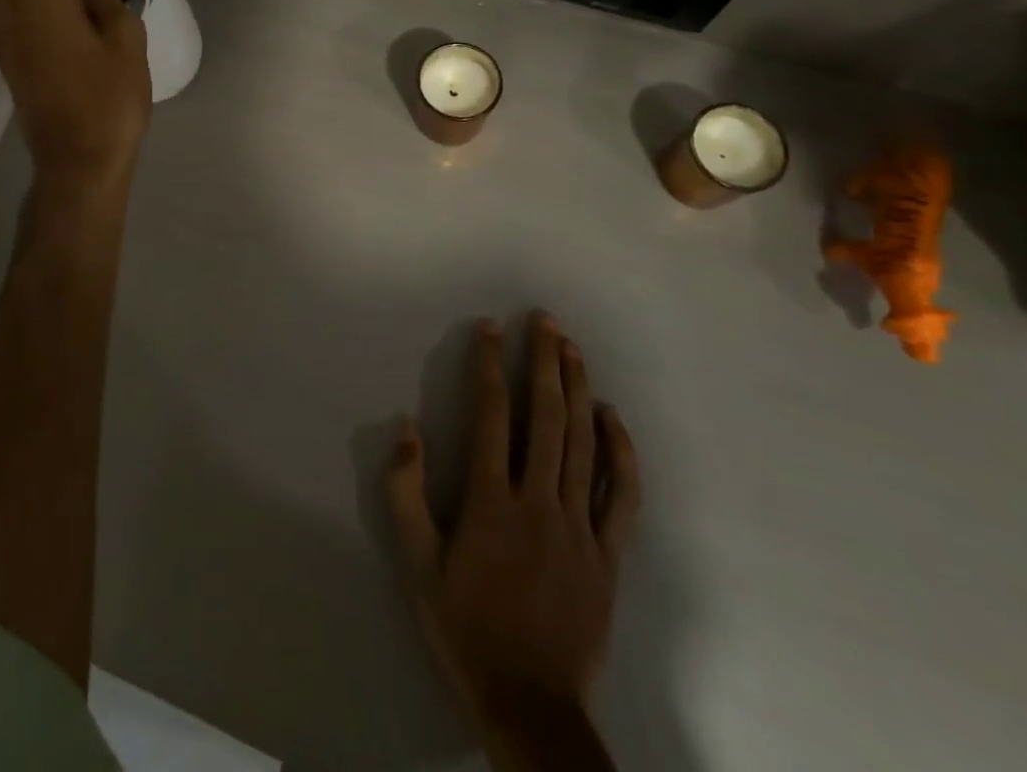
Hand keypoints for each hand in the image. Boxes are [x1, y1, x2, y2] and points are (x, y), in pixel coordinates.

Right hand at [388, 314, 641, 769]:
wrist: (530, 705)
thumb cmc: (465, 627)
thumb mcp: (416, 565)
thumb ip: (405, 493)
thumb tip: (406, 427)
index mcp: (491, 501)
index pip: (492, 414)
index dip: (489, 365)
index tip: (489, 328)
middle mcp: (539, 501)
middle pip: (546, 416)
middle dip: (544, 361)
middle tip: (544, 320)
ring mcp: (580, 526)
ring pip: (583, 443)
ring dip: (578, 389)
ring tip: (572, 348)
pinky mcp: (608, 554)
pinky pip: (621, 495)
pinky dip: (620, 452)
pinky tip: (612, 418)